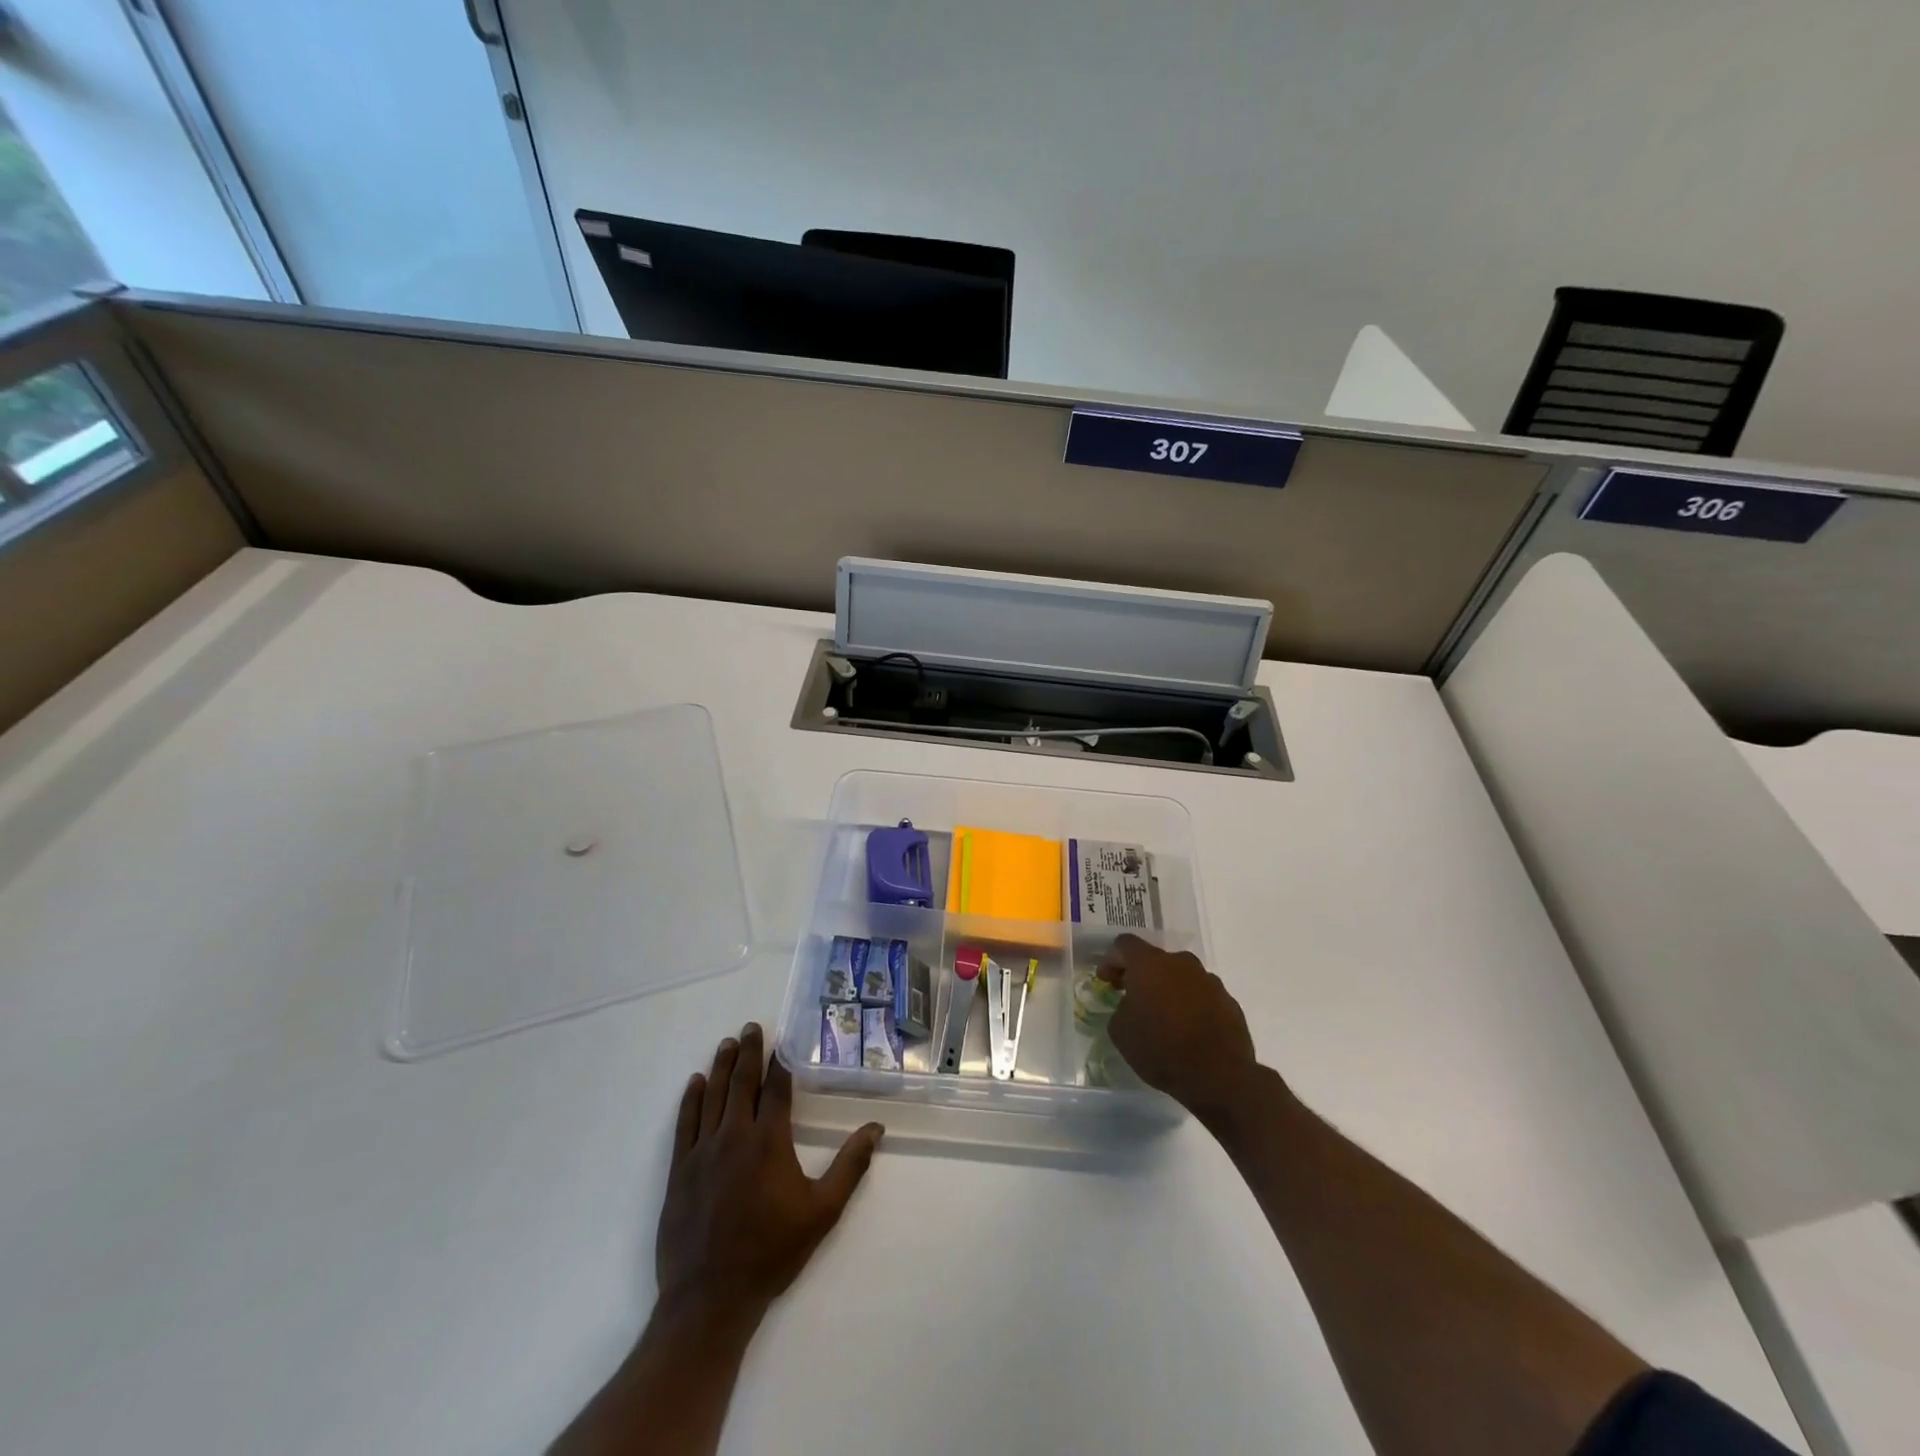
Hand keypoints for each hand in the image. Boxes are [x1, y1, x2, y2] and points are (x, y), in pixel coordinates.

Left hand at [655, 1023, 883, 1324]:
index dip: (780, 1062)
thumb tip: (876, 1129)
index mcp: (769, 1141)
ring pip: (713, 1096)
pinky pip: (685, 1123)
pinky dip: (691, 1099)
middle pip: (742, 1083)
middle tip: (750, 1027)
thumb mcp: (822, 1211)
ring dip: (721, 1067)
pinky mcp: (680, 1170)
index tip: (781, 1041)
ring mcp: (703, 1151)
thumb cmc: (771, 1252)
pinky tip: (696, 1083)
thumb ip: (850, 1167)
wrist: (710, 1298)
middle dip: (748, 1052)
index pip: (776, 1089)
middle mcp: (734, 1135)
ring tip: (727, 1044)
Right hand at [1097, 935, 1260, 1122]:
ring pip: (1181, 977)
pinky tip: (1188, 1031)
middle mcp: (1181, 963)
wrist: (1219, 1075)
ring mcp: (1209, 980)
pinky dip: (1191, 1005)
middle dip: (1142, 976)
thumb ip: (1120, 1009)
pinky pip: (1202, 996)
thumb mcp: (1121, 1032)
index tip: (1108, 982)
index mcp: (1150, 964)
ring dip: (1168, 990)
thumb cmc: (1161, 1048)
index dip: (1111, 960)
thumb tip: (1130, 1007)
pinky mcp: (1228, 1001)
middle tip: (1133, 1000)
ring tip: (1164, 1019)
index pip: (1124, 944)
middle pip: (1155, 959)